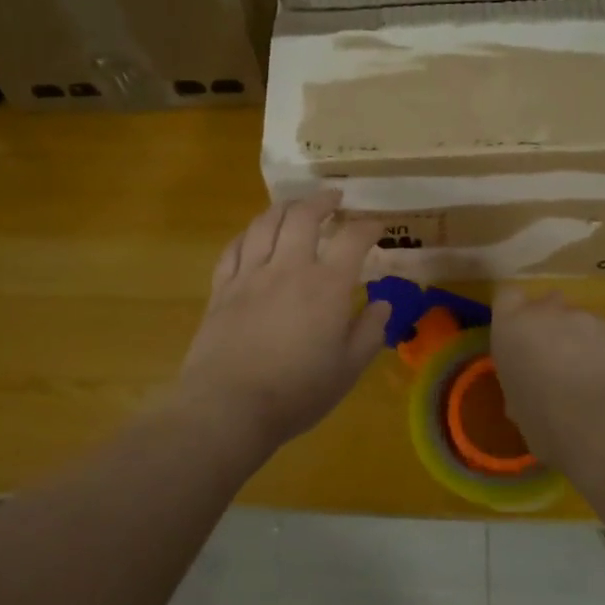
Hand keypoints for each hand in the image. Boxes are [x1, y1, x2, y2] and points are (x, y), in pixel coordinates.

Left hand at [177, 192, 390, 450]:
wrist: (229, 406)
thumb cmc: (297, 393)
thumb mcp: (347, 370)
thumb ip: (369, 332)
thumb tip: (382, 305)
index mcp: (326, 286)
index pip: (352, 239)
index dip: (368, 226)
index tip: (377, 226)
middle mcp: (288, 268)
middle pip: (303, 216)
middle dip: (322, 200)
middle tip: (335, 199)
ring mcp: (250, 275)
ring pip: (265, 223)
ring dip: (284, 207)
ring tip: (295, 206)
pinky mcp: (222, 289)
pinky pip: (234, 248)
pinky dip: (248, 233)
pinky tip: (253, 235)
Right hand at [490, 287, 604, 466]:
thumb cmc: (545, 422)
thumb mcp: (517, 405)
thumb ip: (521, 380)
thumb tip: (531, 385)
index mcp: (512, 329)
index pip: (506, 296)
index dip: (514, 312)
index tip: (519, 334)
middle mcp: (548, 313)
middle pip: (547, 304)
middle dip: (551, 325)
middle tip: (555, 360)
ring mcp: (589, 319)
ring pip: (581, 323)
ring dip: (582, 342)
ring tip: (591, 380)